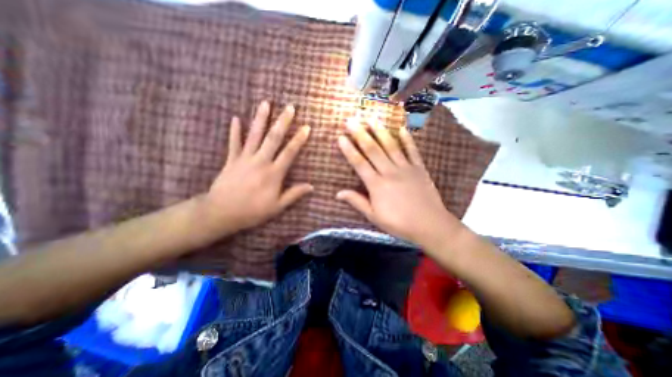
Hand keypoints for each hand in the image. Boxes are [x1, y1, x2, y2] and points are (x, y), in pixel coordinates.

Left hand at [201, 100, 313, 235]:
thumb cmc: (253, 211)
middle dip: (283, 122)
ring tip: (265, 103)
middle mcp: (261, 161)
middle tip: (290, 108)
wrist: (222, 212)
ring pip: (254, 135)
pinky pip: (233, 142)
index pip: (289, 152)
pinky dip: (234, 130)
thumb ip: (294, 194)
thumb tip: (311, 187)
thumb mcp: (277, 206)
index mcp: (274, 173)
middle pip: (273, 138)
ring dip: (260, 118)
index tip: (306, 127)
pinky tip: (236, 118)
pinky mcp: (231, 160)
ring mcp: (244, 159)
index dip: (299, 139)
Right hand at [339, 120, 465, 248]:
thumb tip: (338, 193)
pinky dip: (407, 139)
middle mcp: (389, 172)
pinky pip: (412, 150)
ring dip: (380, 131)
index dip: (349, 149)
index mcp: (376, 184)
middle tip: (351, 120)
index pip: (359, 163)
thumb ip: (356, 201)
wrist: (429, 225)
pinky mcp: (419, 168)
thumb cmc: (398, 223)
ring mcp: (406, 168)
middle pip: (372, 149)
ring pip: (390, 145)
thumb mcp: (373, 216)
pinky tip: (402, 128)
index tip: (341, 137)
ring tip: (371, 117)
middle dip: (360, 133)